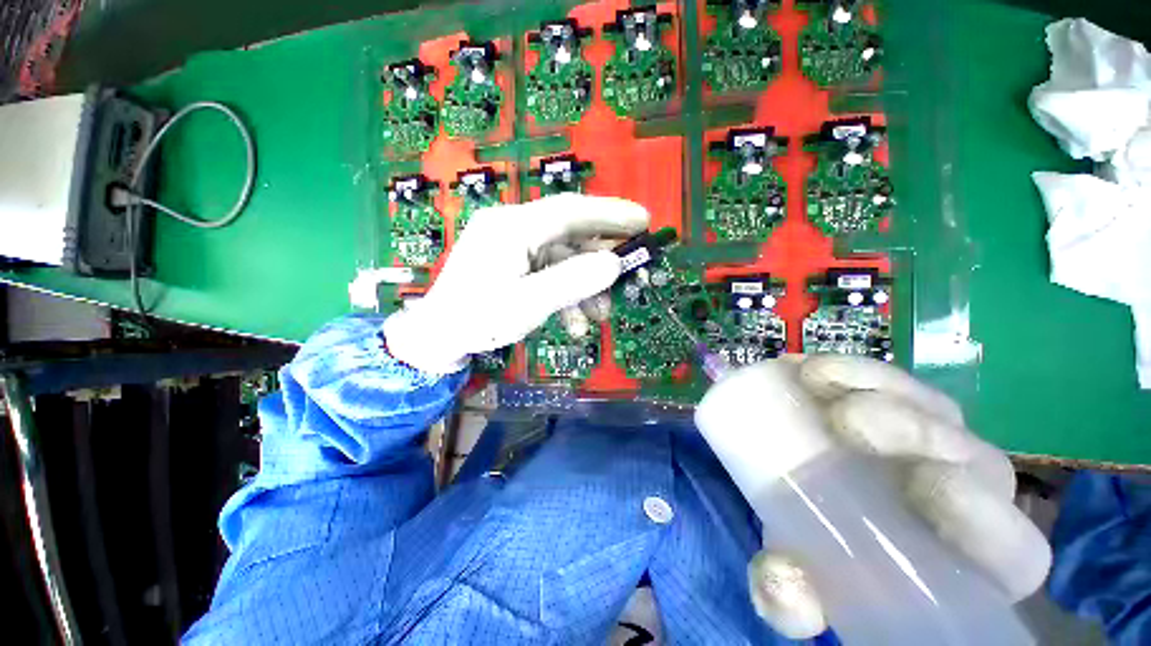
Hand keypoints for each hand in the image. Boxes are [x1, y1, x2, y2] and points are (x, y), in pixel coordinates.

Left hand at [384, 194, 649, 373]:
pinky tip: (574, 322)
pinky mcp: (513, 263)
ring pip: (563, 258)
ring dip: (585, 286)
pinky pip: (549, 271)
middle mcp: (514, 227)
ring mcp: (513, 245)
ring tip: (599, 317)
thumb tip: (613, 264)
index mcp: (513, 226)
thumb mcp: (529, 304)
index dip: (611, 214)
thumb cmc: (477, 319)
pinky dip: (566, 293)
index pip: (571, 210)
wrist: (437, 337)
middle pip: (571, 234)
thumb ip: (572, 282)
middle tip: (629, 278)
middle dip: (600, 261)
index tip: (643, 221)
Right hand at [732, 356, 1051, 638]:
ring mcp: (936, 441)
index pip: (1014, 550)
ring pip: (931, 407)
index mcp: (969, 562)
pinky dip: (853, 370)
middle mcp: (968, 496)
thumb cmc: (830, 558)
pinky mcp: (896, 404)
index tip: (918, 487)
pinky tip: (811, 369)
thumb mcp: (807, 585)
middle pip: (971, 458)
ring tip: (814, 380)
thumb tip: (781, 583)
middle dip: (915, 432)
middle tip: (845, 419)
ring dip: (878, 387)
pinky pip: (888, 379)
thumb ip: (793, 600)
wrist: (813, 505)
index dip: (984, 519)